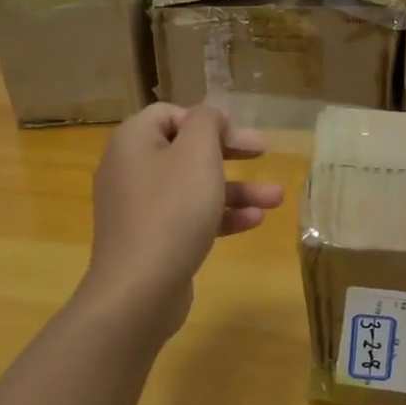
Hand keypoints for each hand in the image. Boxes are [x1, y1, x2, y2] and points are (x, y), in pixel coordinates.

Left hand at [81, 104, 283, 339]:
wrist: (138, 291)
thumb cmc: (171, 210)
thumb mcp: (198, 153)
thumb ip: (207, 122)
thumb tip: (210, 118)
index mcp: (133, 141)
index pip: (172, 113)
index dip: (209, 120)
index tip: (240, 137)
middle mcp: (130, 169)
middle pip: (185, 149)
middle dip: (230, 153)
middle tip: (263, 154)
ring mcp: (138, 208)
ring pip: (192, 186)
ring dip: (235, 188)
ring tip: (276, 198)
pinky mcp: (149, 240)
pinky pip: (187, 217)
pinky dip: (219, 215)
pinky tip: (254, 221)